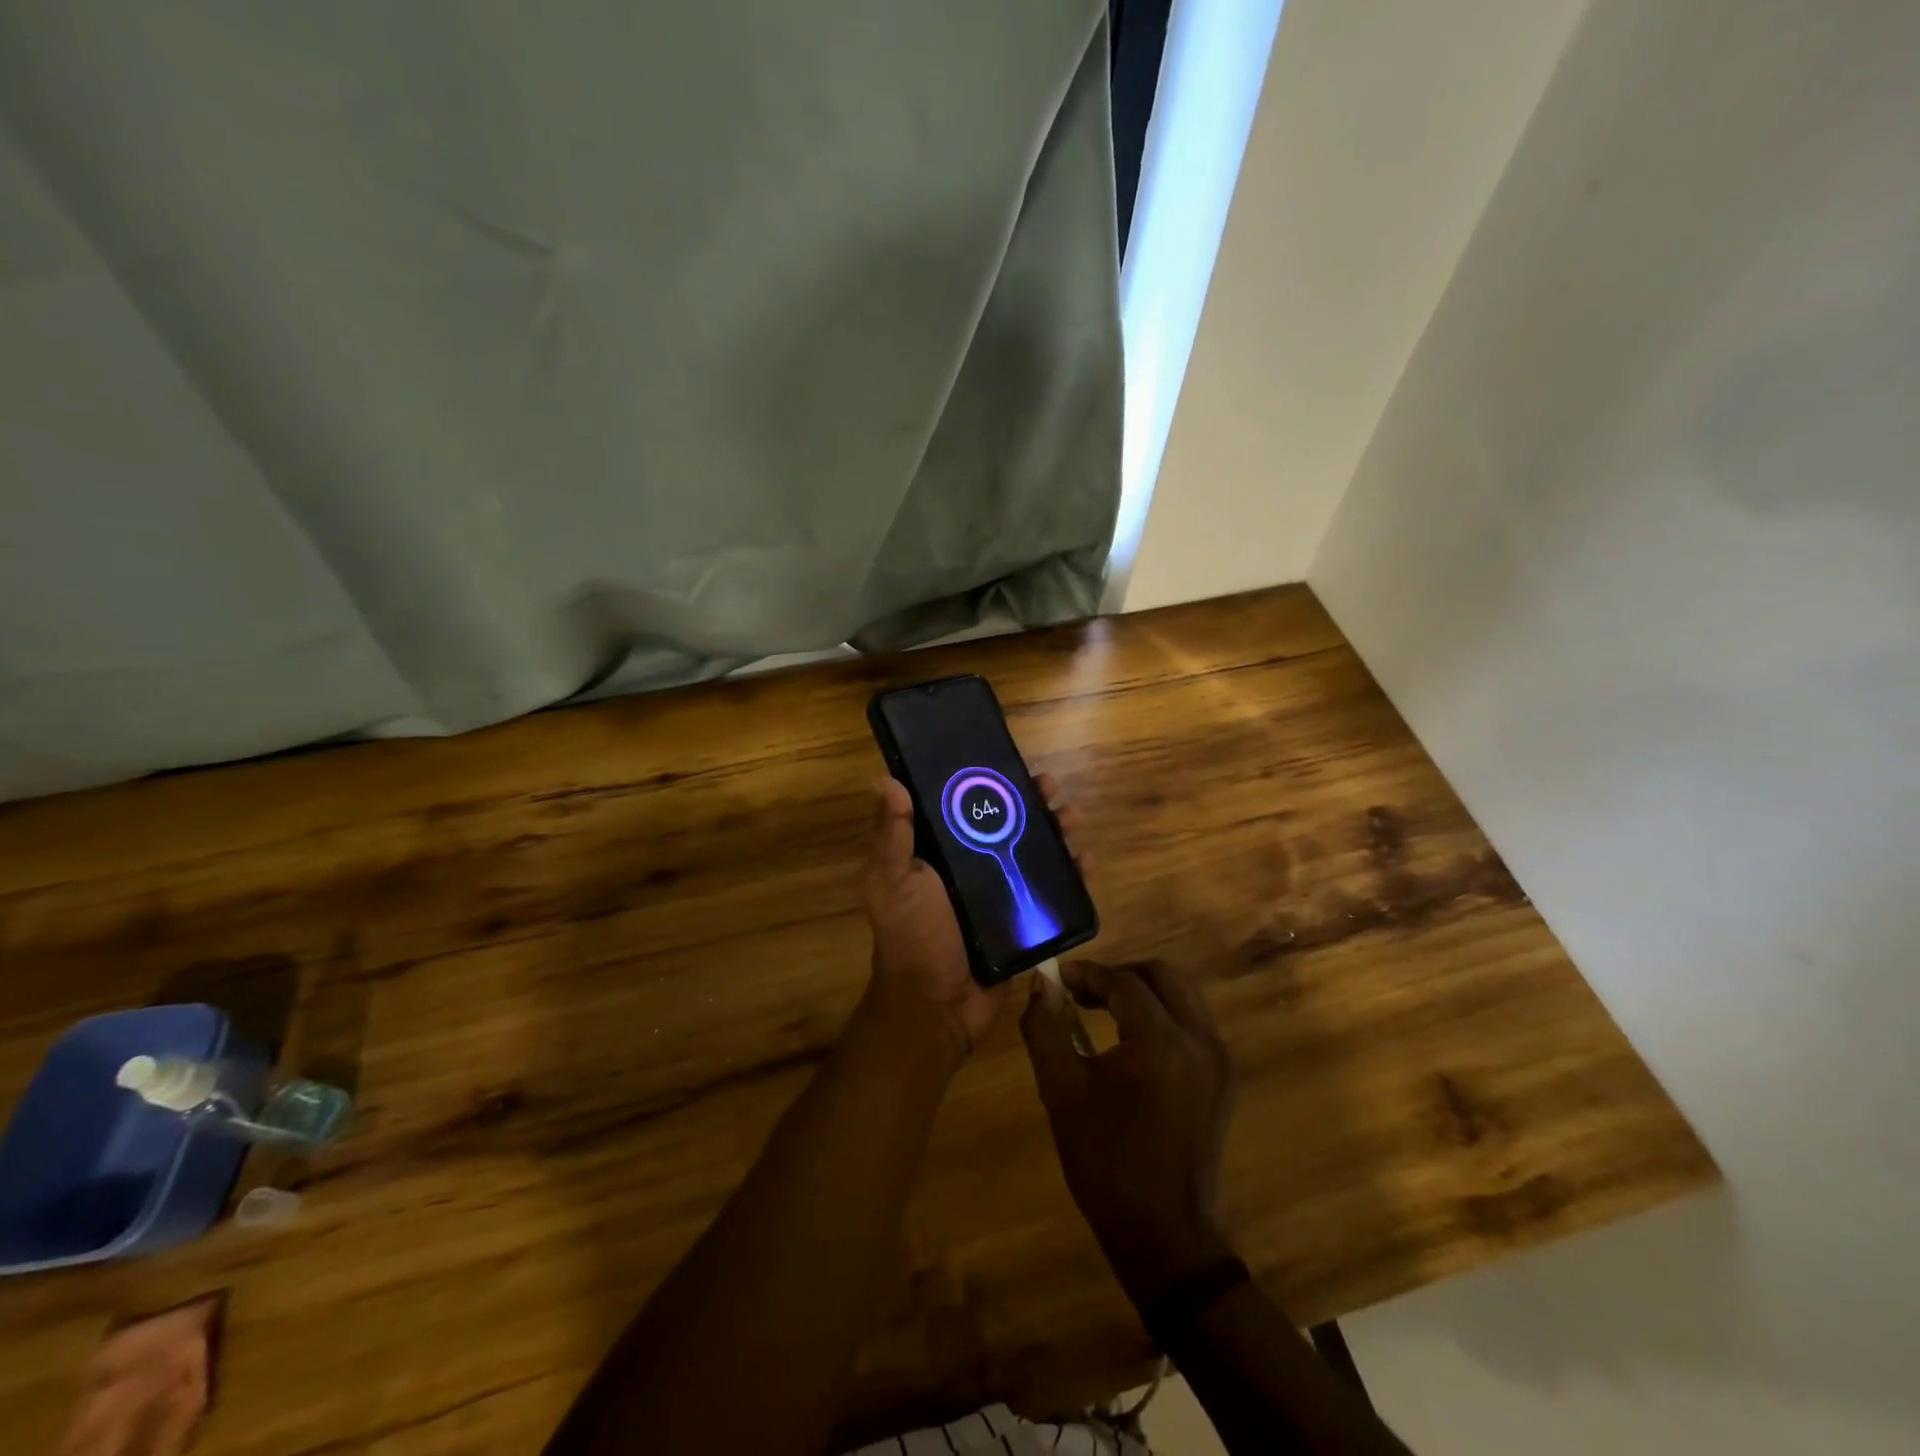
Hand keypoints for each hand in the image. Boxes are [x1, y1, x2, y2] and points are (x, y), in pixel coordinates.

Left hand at [862, 773, 1083, 1063]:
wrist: (937, 1007)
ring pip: (1035, 852)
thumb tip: (884, 779)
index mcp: (938, 852)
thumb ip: (892, 835)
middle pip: (1008, 823)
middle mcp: (971, 867)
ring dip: (1058, 831)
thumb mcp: (892, 881)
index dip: (988, 782)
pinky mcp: (1024, 920)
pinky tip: (1086, 862)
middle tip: (1052, 788)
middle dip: (1032, 802)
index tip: (1008, 763)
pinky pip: (1053, 891)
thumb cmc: (912, 937)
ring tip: (1073, 818)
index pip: (965, 805)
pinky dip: (1073, 875)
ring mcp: (1001, 894)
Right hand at [1021, 959, 1236, 1306]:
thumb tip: (1039, 986)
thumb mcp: (1061, 1093)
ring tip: (1103, 1010)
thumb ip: (1045, 1029)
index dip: (1087, 974)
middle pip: (1164, 975)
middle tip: (1084, 991)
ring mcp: (1218, 1059)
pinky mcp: (1223, 1077)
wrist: (1163, 1234)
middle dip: (1121, 974)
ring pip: (1183, 995)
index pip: (1123, 983)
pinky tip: (1131, 1040)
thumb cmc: (1106, 1164)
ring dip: (1143, 991)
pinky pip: (1192, 1022)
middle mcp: (1200, 1040)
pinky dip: (1162, 1014)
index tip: (1057, 978)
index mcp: (1161, 1044)